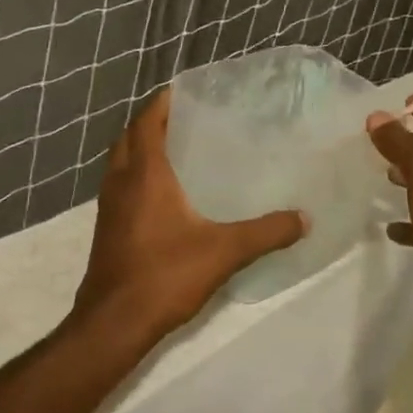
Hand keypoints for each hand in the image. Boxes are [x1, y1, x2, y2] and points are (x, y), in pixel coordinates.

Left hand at [72, 89, 307, 342]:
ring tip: (178, 149)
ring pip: (121, 162)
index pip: (148, 122)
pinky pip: (121, 186)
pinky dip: (137, 176)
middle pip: (130, 137)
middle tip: (187, 118)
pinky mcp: (108, 228)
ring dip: (141, 148)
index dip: (163, 102)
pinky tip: (166, 195)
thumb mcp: (225, 251)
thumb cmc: (166, 275)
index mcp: (144, 174)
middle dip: (153, 122)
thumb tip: (305, 219)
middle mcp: (121, 182)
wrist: (114, 322)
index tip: (186, 90)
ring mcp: (109, 207)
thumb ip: (267, 232)